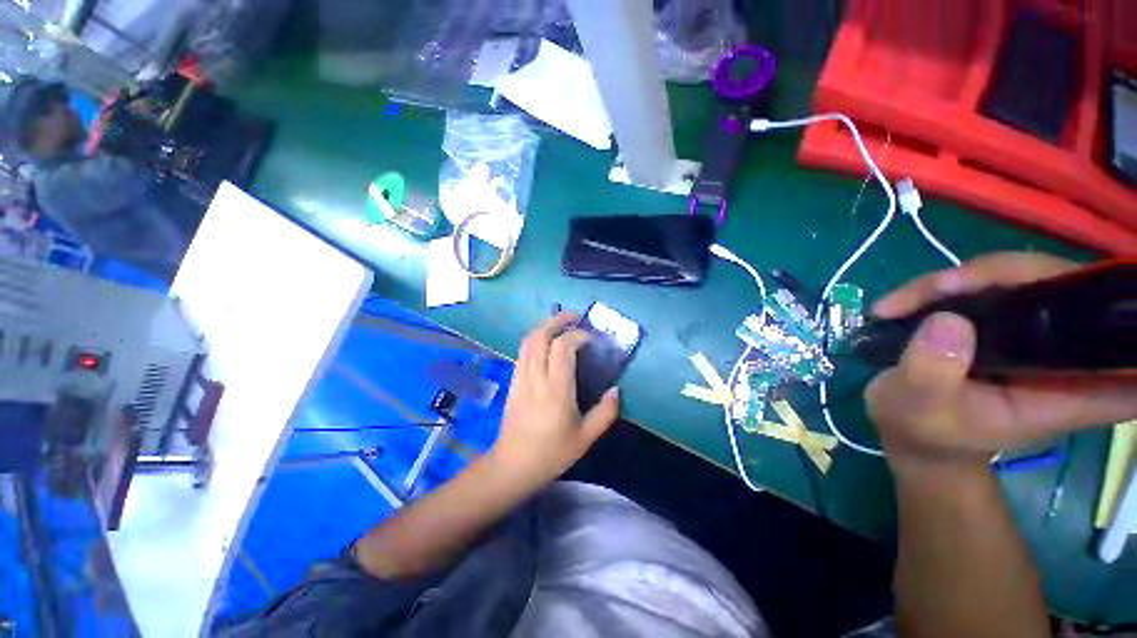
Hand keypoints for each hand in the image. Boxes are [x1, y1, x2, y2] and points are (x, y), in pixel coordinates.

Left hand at [489, 313, 620, 486]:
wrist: (513, 466)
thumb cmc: (551, 453)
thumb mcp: (585, 438)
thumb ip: (605, 413)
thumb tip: (616, 390)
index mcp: (556, 390)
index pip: (562, 348)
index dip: (577, 335)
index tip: (590, 339)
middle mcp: (536, 378)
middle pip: (540, 336)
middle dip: (556, 320)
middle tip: (573, 317)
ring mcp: (521, 378)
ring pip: (528, 341)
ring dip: (544, 327)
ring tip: (560, 325)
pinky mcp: (513, 382)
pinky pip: (522, 352)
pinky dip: (534, 340)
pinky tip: (545, 344)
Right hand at [865, 252, 1136, 473]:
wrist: (909, 426)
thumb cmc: (922, 428)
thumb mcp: (919, 409)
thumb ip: (933, 374)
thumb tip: (948, 321)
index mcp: (1070, 391)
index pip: (1131, 353)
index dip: (1127, 320)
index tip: (1105, 300)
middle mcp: (1068, 355)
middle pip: (1069, 288)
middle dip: (1004, 275)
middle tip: (940, 288)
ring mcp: (1040, 333)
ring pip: (1028, 275)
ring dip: (965, 278)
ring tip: (904, 301)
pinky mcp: (1010, 319)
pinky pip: (994, 281)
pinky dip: (950, 284)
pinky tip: (908, 300)